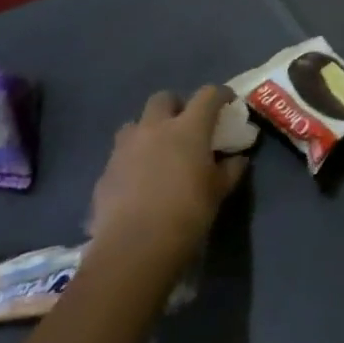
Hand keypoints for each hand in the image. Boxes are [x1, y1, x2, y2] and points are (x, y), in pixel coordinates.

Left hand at [87, 86, 246, 263]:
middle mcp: (154, 128)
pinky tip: (139, 182)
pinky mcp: (106, 171)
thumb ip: (230, 170)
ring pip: (135, 123)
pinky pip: (120, 155)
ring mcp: (125, 148)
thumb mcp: (219, 191)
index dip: (220, 94)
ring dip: (148, 130)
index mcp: (188, 128)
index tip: (227, 102)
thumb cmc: (188, 213)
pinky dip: (132, 160)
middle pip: (164, 98)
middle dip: (176, 105)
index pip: (208, 95)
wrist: (135, 247)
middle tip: (186, 125)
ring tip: (157, 151)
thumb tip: (237, 159)